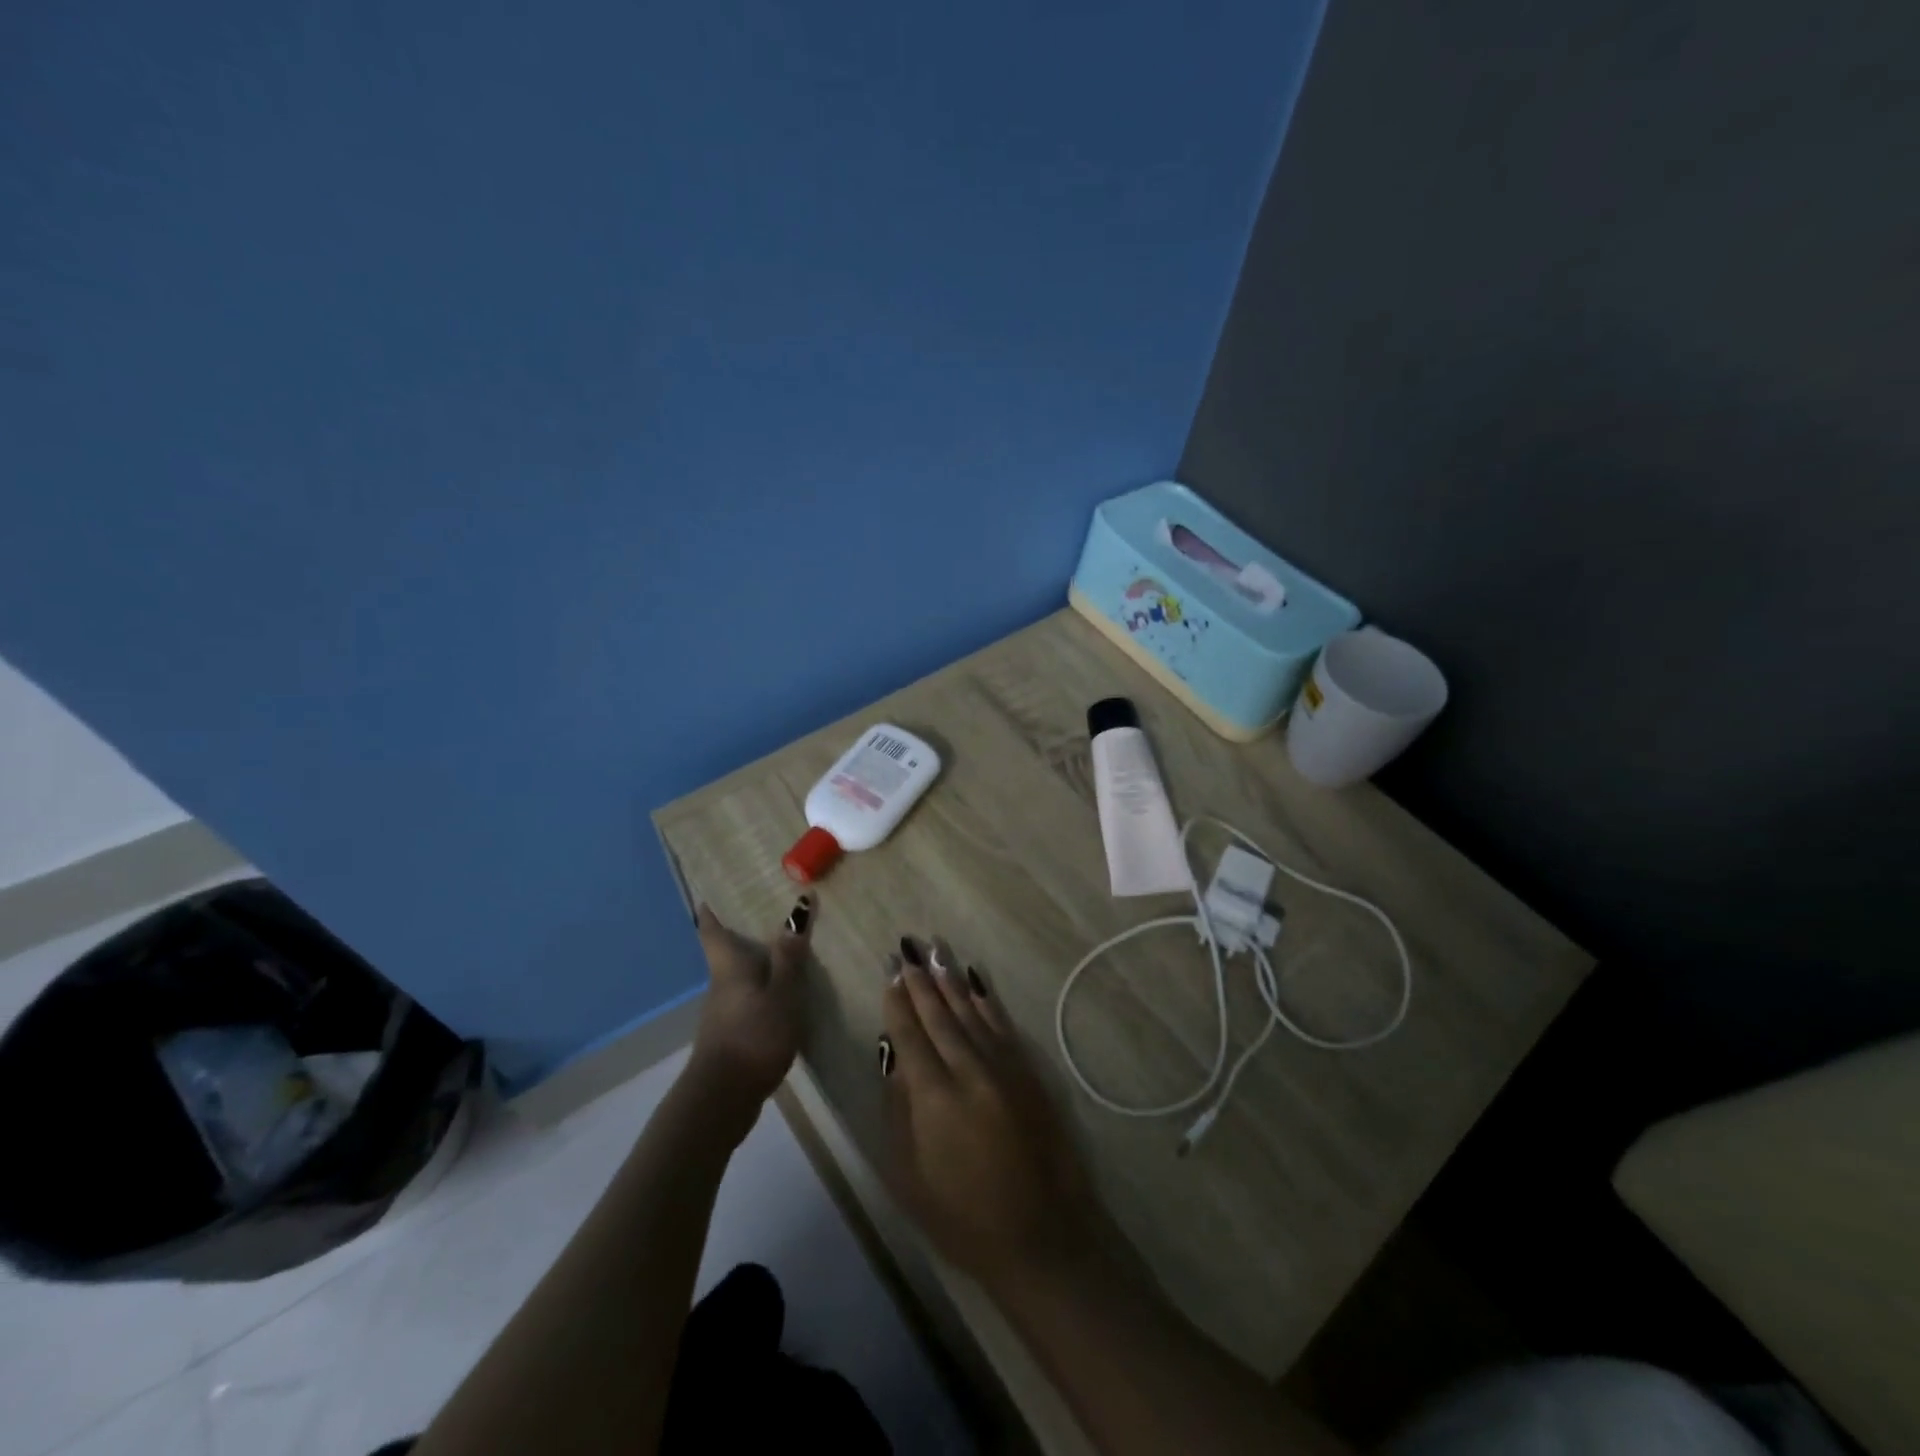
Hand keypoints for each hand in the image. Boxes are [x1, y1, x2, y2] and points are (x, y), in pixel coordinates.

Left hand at [688, 898, 809, 1110]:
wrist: (723, 1099)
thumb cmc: (753, 1035)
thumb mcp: (782, 992)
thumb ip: (790, 955)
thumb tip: (798, 906)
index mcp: (729, 966)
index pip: (711, 930)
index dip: (710, 909)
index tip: (712, 891)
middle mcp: (722, 984)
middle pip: (727, 951)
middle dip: (743, 932)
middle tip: (771, 911)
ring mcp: (724, 1013)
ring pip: (740, 977)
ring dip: (758, 963)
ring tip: (788, 949)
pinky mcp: (733, 1036)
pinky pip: (750, 1000)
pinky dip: (764, 989)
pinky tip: (786, 995)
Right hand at [880, 936, 1100, 1288]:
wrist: (1042, 1236)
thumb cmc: (963, 1218)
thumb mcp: (909, 1176)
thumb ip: (898, 1110)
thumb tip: (893, 1057)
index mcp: (934, 1097)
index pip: (910, 1034)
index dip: (897, 1001)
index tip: (889, 970)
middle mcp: (969, 1071)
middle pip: (940, 1015)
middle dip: (921, 979)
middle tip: (908, 946)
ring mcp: (1004, 1068)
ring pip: (971, 1012)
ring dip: (951, 979)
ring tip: (936, 950)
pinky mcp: (1029, 1072)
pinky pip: (1002, 1024)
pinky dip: (986, 1000)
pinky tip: (976, 981)